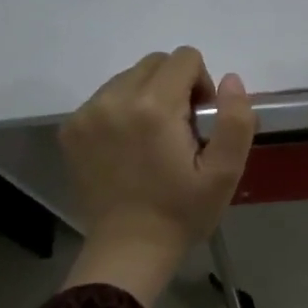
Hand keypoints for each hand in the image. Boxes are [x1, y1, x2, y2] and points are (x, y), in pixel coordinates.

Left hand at [59, 47, 255, 307]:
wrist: (129, 250)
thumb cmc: (182, 212)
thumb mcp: (225, 172)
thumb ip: (236, 120)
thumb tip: (230, 79)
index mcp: (154, 107)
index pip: (185, 58)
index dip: (202, 84)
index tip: (200, 121)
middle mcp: (114, 99)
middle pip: (155, 63)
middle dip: (174, 86)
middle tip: (180, 131)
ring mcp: (87, 114)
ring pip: (128, 78)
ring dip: (147, 96)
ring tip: (152, 140)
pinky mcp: (71, 129)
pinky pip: (105, 98)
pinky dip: (121, 111)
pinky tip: (128, 148)